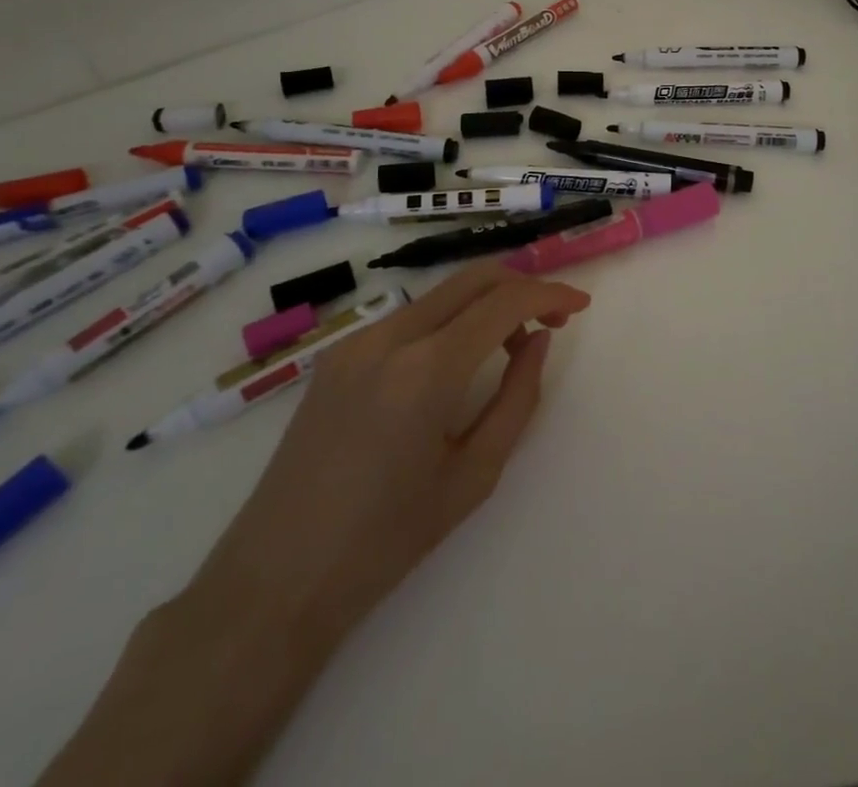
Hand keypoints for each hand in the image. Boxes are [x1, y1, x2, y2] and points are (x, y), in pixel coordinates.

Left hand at [186, 262, 591, 661]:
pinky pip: (409, 317)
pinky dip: (449, 321)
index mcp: (426, 369)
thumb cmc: (386, 541)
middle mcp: (389, 337)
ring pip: (441, 294)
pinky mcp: (337, 354)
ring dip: (486, 304)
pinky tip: (457, 362)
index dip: (550, 295)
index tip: (580, 307)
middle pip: (473, 278)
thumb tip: (539, 341)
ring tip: (509, 348)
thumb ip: (517, 397)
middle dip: (522, 287)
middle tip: (552, 321)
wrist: (276, 579)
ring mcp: (356, 341)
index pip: (504, 302)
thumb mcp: (474, 474)